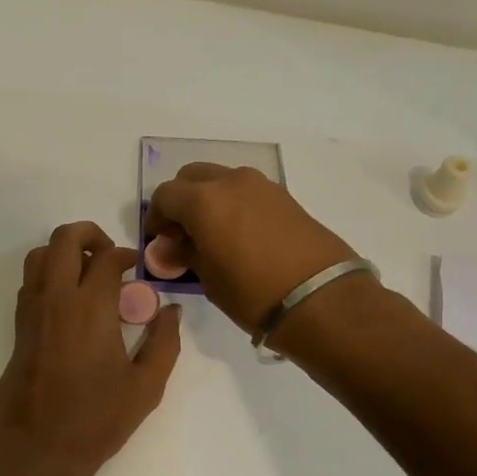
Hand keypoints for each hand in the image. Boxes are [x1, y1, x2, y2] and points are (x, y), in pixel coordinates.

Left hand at [0, 222, 181, 475]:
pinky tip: (68, 303)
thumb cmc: (97, 420)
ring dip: (64, 253)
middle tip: (110, 256)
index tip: (137, 269)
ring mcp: (32, 312)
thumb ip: (165, 343)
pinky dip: (48, 276)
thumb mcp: (146, 386)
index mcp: (91, 308)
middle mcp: (57, 299)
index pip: (107, 258)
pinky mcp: (18, 329)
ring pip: (39, 256)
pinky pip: (30, 284)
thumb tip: (171, 311)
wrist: (40, 449)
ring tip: (87, 274)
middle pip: (64, 239)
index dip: (126, 255)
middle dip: (90, 234)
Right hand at [143, 164, 361, 334]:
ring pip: (222, 180)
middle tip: (182, 232)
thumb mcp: (208, 278)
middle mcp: (231, 182)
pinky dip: (234, 204)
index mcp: (204, 200)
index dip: (156, 217)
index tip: (159, 240)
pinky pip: (247, 191)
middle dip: (181, 200)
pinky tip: (239, 235)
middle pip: (192, 177)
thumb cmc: (252, 293)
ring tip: (212, 234)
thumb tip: (170, 247)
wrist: (321, 299)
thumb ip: (185, 254)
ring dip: (209, 199)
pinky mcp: (285, 197)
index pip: (165, 195)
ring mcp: (262, 186)